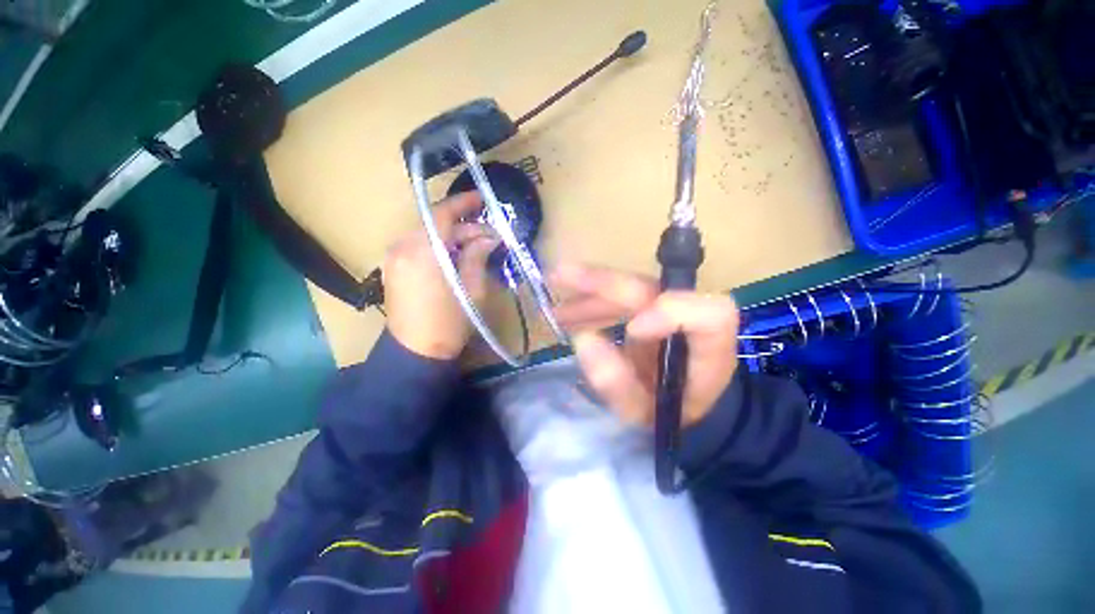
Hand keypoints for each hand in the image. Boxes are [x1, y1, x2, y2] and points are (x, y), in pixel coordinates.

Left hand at [384, 192, 499, 359]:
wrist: (415, 353)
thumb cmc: (449, 323)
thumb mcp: (472, 290)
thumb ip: (477, 256)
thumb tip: (488, 237)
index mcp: (423, 251)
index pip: (442, 214)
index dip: (463, 203)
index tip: (482, 199)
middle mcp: (402, 247)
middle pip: (434, 224)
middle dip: (463, 226)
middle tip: (488, 236)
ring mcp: (393, 258)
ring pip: (426, 235)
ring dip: (451, 237)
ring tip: (474, 248)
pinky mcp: (392, 268)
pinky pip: (417, 247)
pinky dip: (437, 246)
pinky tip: (454, 257)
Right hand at [551, 263, 739, 427]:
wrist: (684, 405)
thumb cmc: (671, 412)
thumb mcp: (645, 413)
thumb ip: (618, 384)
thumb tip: (583, 340)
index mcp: (710, 348)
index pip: (710, 315)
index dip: (672, 313)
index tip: (632, 330)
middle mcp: (689, 318)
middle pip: (653, 289)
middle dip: (604, 284)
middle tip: (560, 279)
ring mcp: (667, 309)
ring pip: (628, 289)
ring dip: (590, 294)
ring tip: (557, 309)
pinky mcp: (648, 308)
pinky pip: (618, 298)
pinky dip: (591, 301)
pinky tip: (567, 311)